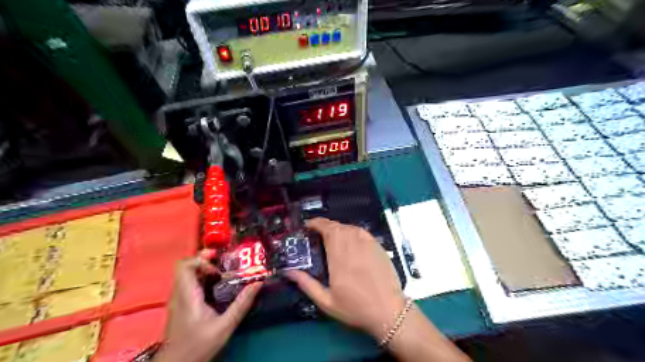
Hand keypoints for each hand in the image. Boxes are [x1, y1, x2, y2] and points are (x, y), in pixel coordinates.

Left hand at [152, 251, 261, 360]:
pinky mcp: (180, 305)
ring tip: (223, 275)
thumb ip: (242, 304)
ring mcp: (178, 300)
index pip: (184, 266)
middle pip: (186, 267)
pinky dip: (202, 280)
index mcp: (187, 296)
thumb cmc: (198, 346)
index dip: (201, 259)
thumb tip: (258, 283)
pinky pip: (189, 284)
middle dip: (205, 261)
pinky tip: (216, 288)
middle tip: (223, 263)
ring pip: (187, 275)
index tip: (218, 265)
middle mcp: (179, 294)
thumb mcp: (225, 326)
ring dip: (205, 270)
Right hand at [285, 217, 403, 339]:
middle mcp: (353, 245)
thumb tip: (288, 271)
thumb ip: (306, 284)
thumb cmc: (356, 308)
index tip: (307, 225)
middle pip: (337, 226)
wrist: (389, 311)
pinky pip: (361, 232)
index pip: (327, 229)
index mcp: (339, 256)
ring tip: (331, 238)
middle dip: (325, 226)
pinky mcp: (378, 246)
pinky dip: (351, 231)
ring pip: (349, 227)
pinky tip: (349, 241)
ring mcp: (368, 243)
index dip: (316, 223)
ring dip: (338, 228)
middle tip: (317, 234)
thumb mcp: (326, 301)